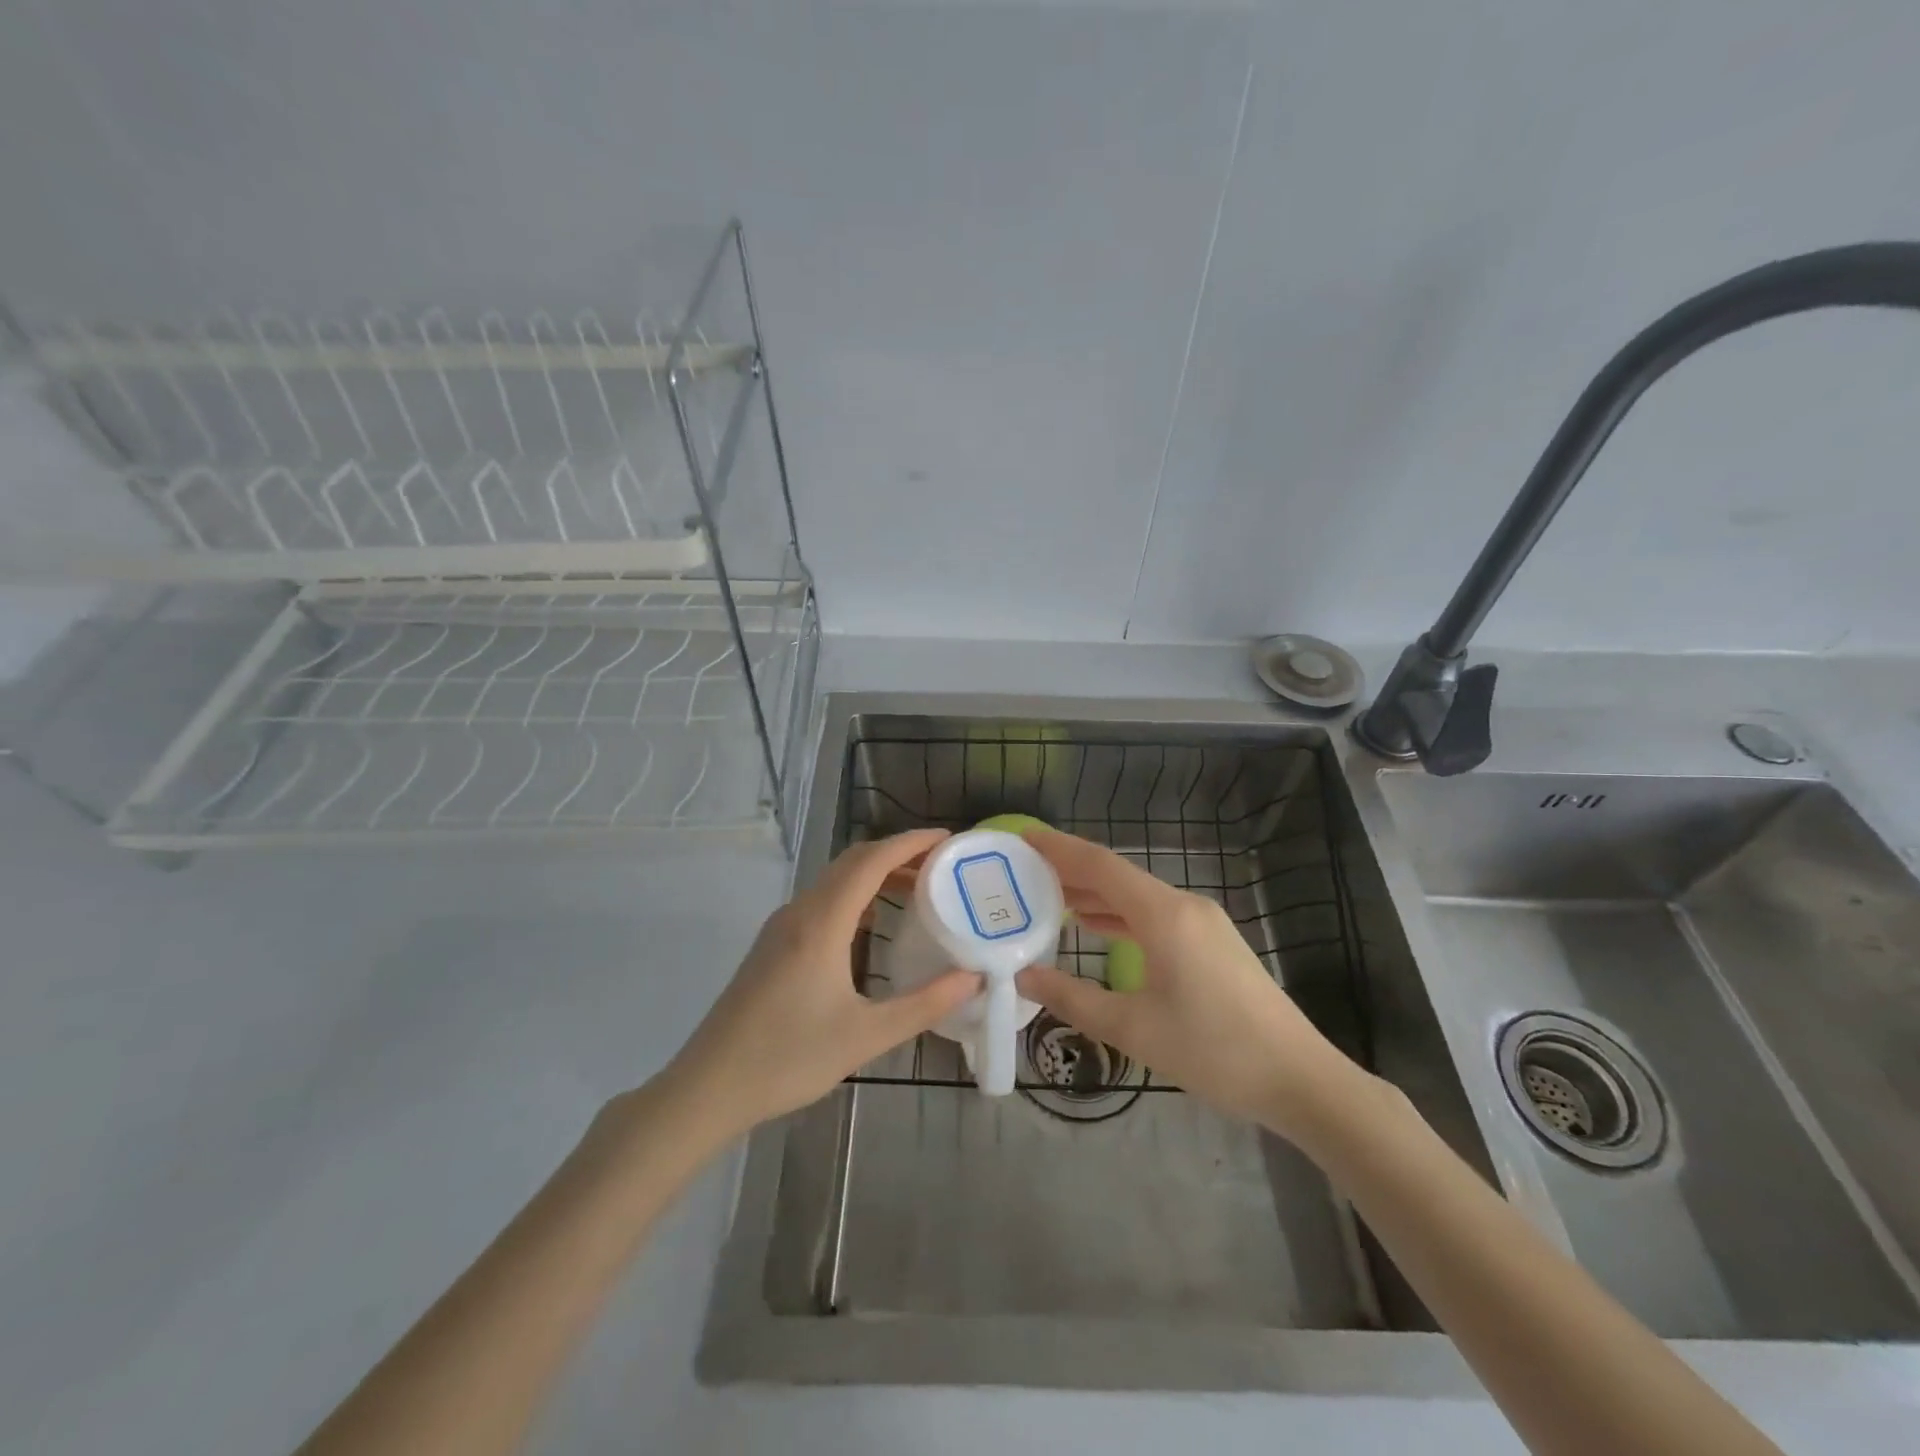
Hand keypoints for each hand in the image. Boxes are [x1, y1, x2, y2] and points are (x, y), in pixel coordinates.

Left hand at [658, 829, 979, 1141]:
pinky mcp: (773, 944)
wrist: (709, 1087)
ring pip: (834, 880)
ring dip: (875, 874)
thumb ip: (924, 1005)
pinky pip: (821, 900)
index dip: (911, 843)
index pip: (872, 861)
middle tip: (941, 866)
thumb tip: (973, 978)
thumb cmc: (789, 1058)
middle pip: (852, 862)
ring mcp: (781, 926)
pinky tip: (873, 924)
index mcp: (822, 923)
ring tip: (917, 889)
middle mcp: (800, 912)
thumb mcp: (866, 1036)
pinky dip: (855, 895)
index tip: (948, 839)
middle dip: (898, 854)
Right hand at [1015, 828, 1360, 1138]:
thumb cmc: (1214, 1050)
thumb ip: (1073, 998)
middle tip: (1022, 872)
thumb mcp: (1134, 1029)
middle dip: (1069, 871)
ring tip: (1047, 897)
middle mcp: (1183, 906)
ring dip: (1094, 895)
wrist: (1299, 1078)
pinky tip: (1095, 926)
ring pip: (1136, 896)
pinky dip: (1118, 915)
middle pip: (1117, 876)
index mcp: (1163, 914)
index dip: (1058, 848)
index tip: (1022, 837)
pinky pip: (1153, 915)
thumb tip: (1023, 976)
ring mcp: (1202, 923)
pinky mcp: (1211, 943)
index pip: (1100, 865)